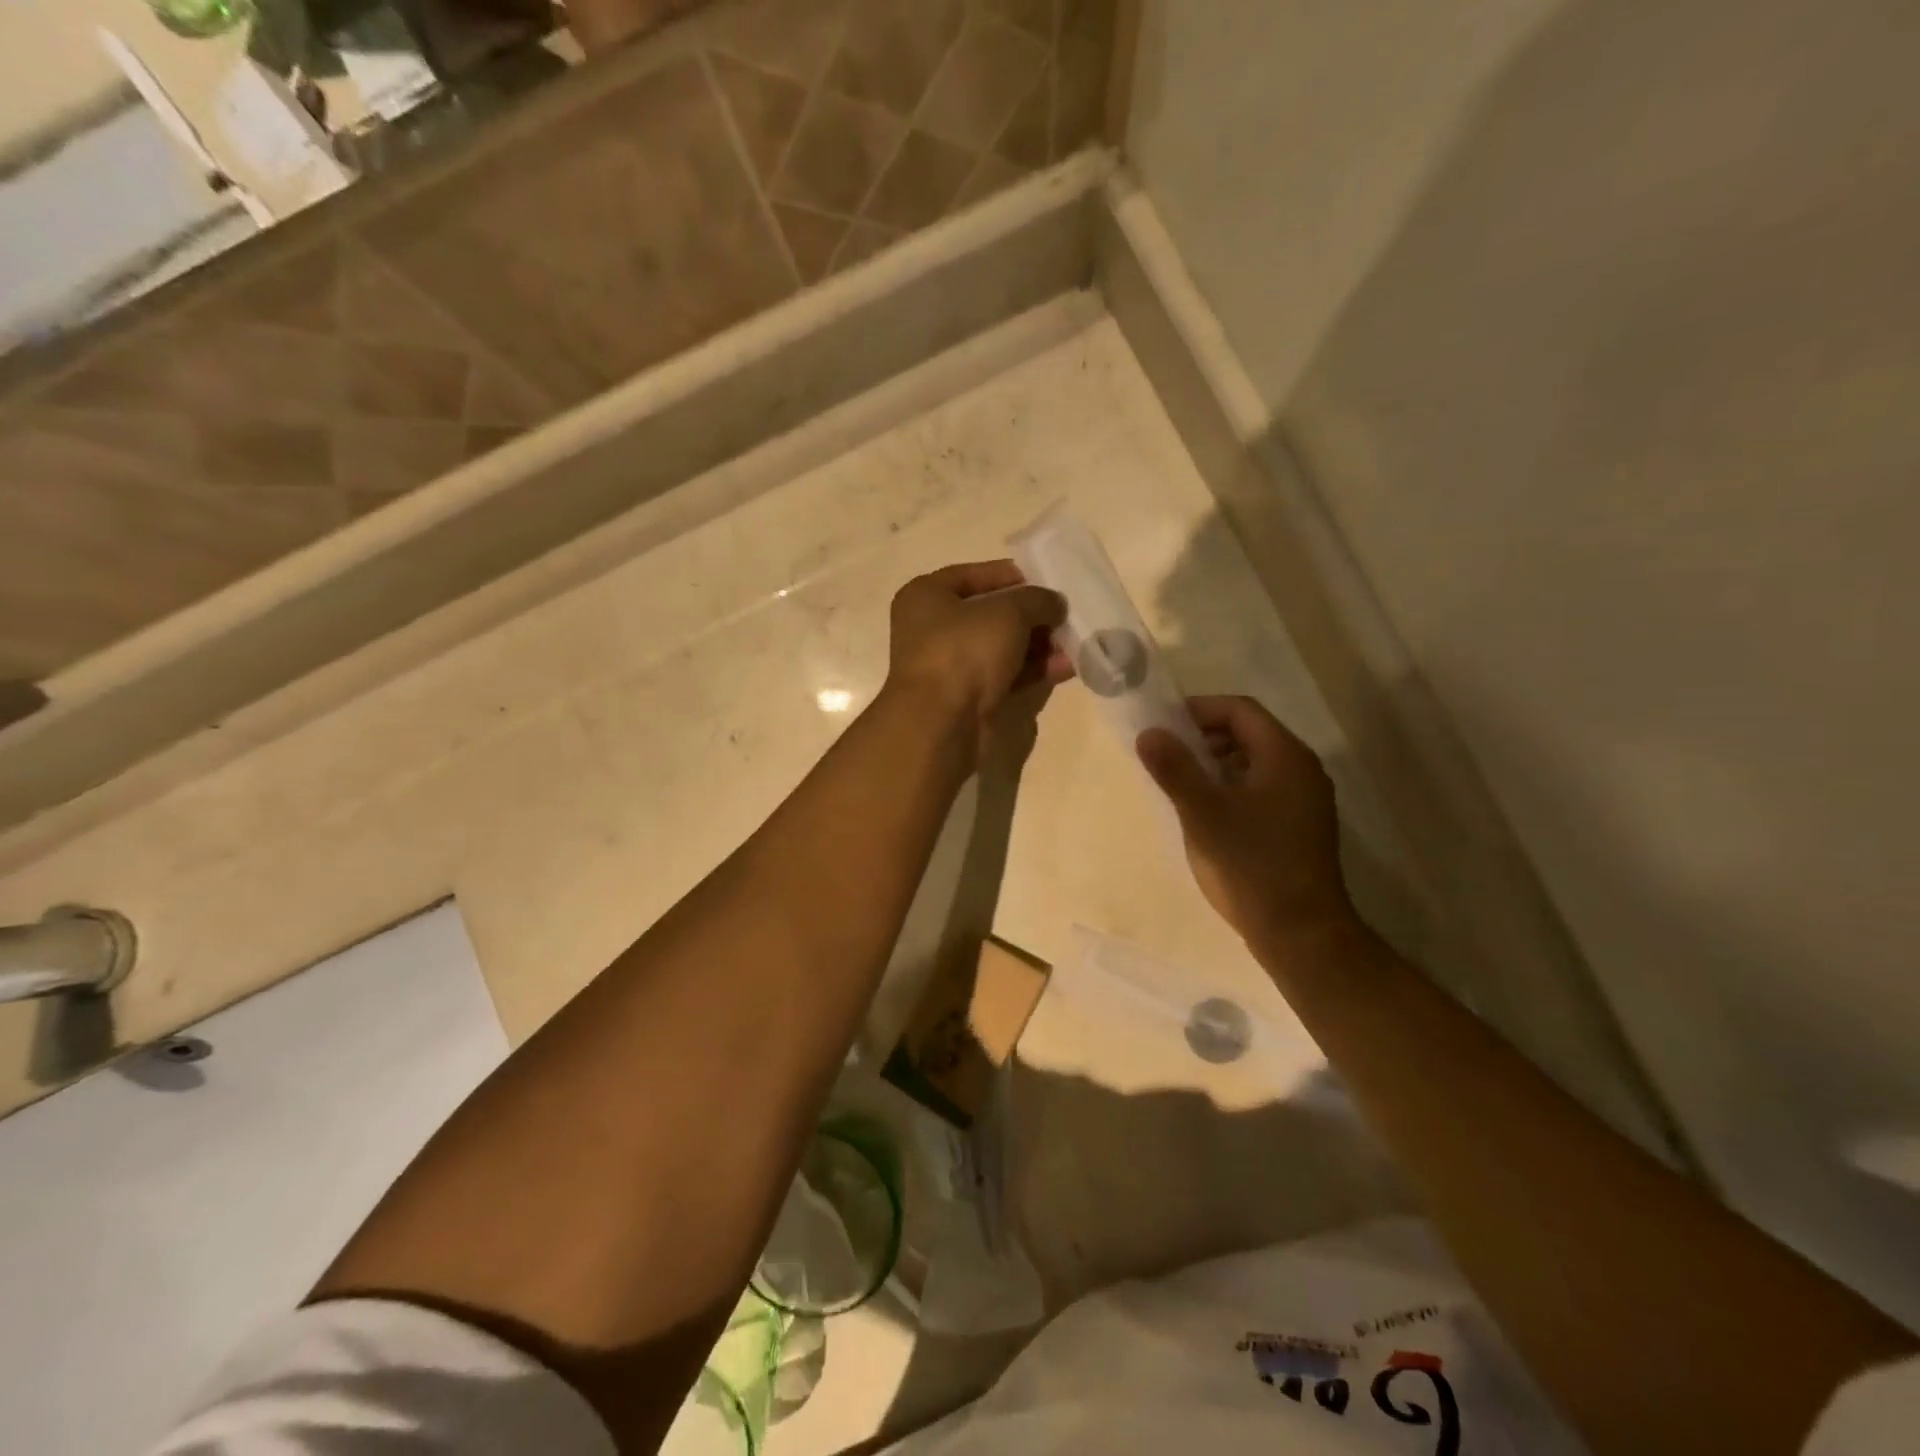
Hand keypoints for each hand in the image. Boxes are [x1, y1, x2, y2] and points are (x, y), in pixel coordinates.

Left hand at [885, 561, 1069, 756]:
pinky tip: (1068, 667)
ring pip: (1001, 648)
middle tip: (1067, 614)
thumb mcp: (1009, 611)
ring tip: (1076, 641)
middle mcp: (933, 629)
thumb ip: (1037, 600)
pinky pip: (1006, 676)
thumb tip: (1054, 604)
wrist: (942, 723)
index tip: (1047, 580)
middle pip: (990, 614)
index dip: (1012, 575)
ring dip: (1038, 644)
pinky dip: (1034, 670)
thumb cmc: (965, 650)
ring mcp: (950, 666)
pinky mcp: (968, 697)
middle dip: (1031, 615)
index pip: (973, 575)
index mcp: (926, 596)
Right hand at [1137, 696, 1358, 952]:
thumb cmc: (1250, 865)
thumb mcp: (1202, 813)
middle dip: (1205, 736)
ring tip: (1182, 784)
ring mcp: (1306, 800)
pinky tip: (1207, 813)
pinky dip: (1232, 786)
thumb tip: (1149, 732)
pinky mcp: (1301, 825)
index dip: (1200, 709)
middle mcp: (1302, 770)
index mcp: (1285, 757)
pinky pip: (1263, 788)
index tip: (1164, 725)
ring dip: (1217, 763)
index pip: (1241, 710)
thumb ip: (1174, 769)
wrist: (1301, 933)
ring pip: (1255, 762)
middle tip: (1168, 754)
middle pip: (1250, 732)